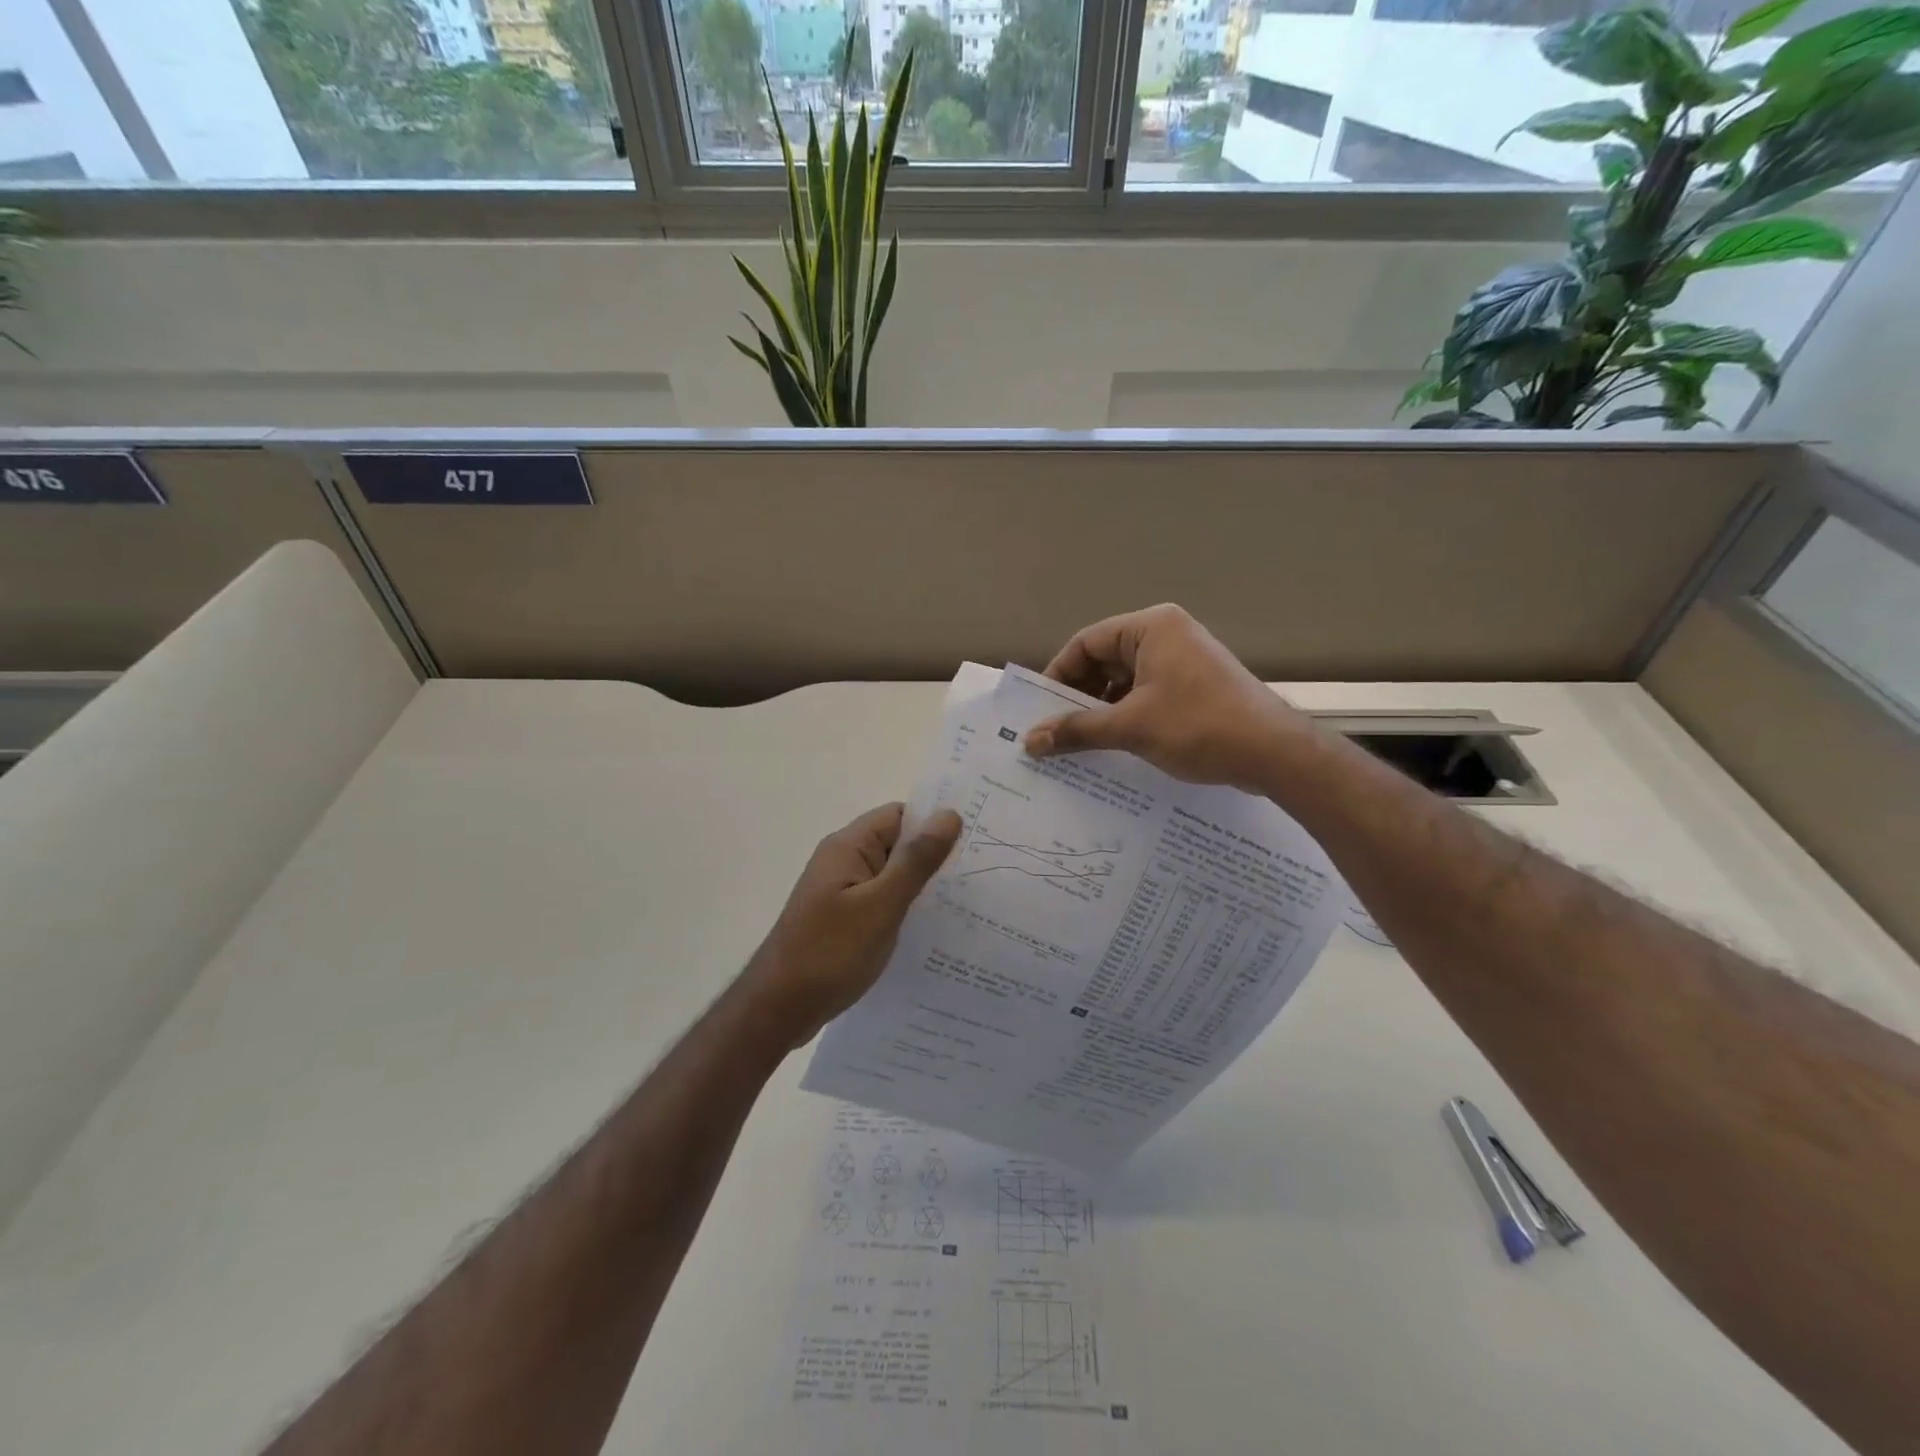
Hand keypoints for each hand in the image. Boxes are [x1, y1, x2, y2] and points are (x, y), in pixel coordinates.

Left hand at [740, 803, 963, 1046]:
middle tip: (982, 874)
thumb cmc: (830, 952)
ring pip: (892, 876)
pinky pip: (882, 901)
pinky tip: (933, 930)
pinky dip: (906, 909)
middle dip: (934, 857)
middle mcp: (843, 861)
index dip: (935, 823)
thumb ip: (915, 860)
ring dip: (922, 886)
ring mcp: (841, 892)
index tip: (976, 839)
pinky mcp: (843, 919)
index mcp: (848, 847)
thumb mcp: (881, 904)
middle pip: (897, 844)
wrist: (778, 1009)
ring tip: (968, 903)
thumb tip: (948, 814)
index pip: (900, 815)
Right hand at [1024, 604, 1310, 791]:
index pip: (1086, 642)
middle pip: (1105, 659)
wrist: (1273, 753)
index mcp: (1151, 628)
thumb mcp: (1130, 727)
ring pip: (1125, 679)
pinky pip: (1146, 693)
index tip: (1040, 710)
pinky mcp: (1194, 685)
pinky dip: (1126, 715)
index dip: (1058, 675)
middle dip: (1079, 695)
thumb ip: (1077, 730)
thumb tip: (1030, 741)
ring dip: (1101, 709)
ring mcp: (1183, 660)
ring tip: (1079, 742)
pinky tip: (1112, 744)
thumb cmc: (1198, 727)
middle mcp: (1166, 635)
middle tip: (1056, 729)